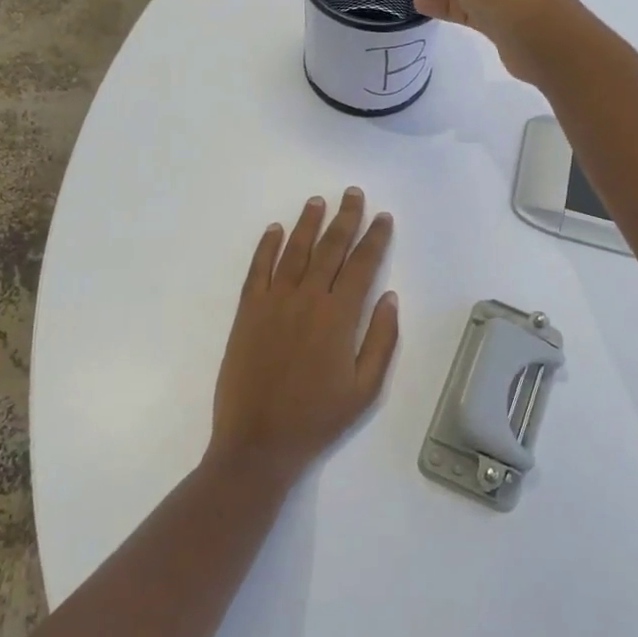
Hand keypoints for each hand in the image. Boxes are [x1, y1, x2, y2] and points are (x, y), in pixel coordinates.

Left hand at [208, 189, 399, 485]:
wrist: (257, 442)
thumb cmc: (317, 418)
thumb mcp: (365, 388)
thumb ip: (381, 339)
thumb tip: (389, 297)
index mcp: (339, 317)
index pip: (362, 265)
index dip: (375, 238)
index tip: (383, 217)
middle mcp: (307, 299)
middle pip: (330, 248)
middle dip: (345, 218)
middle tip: (353, 194)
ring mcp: (273, 302)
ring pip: (294, 251)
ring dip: (308, 223)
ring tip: (318, 201)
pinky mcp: (248, 311)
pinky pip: (258, 269)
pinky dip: (266, 246)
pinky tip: (274, 229)